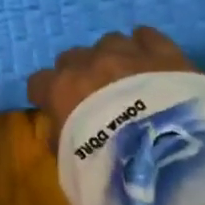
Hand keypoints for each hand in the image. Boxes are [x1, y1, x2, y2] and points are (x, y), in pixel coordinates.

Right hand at [27, 27, 196, 151]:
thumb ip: (60, 140)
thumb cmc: (108, 169)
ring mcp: (126, 53)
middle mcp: (89, 63)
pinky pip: (147, 36)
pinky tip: (149, 57)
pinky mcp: (163, 53)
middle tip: (95, 97)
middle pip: (72, 57)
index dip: (46, 95)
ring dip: (112, 59)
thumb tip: (61, 129)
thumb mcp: (69, 166)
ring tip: (127, 79)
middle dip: (80, 74)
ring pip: (109, 42)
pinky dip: (144, 44)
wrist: (166, 159)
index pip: (38, 82)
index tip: (55, 109)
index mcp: (60, 90)